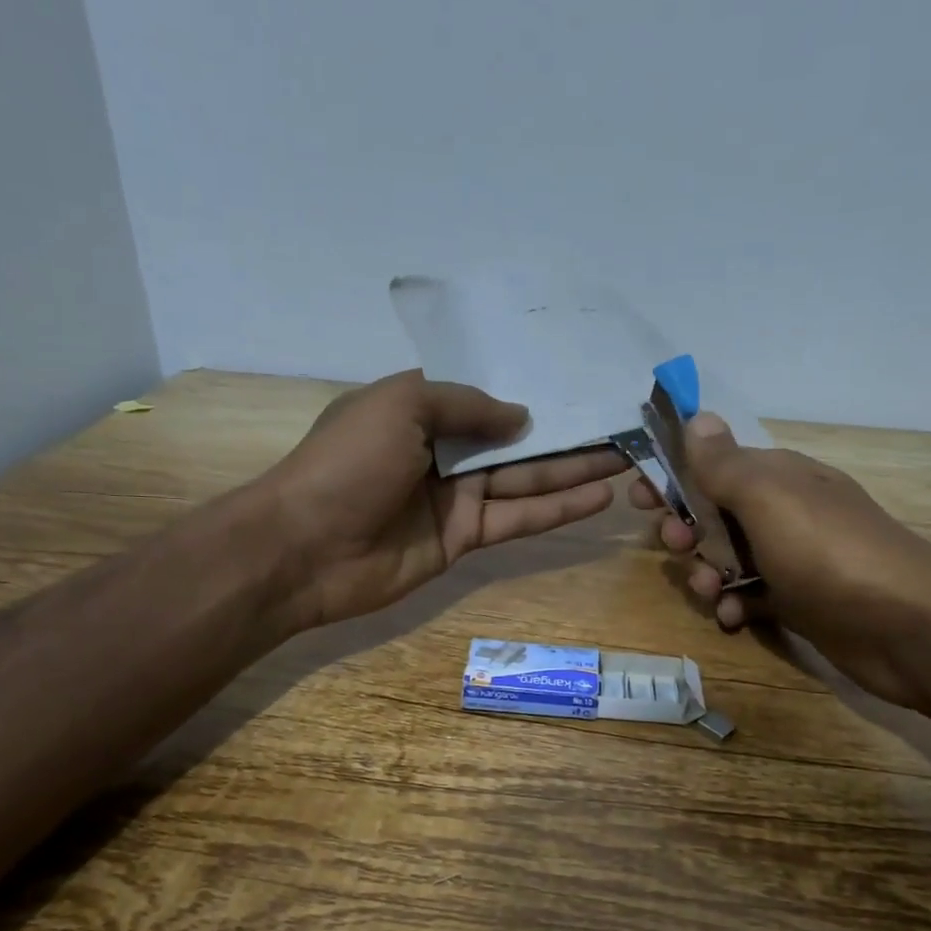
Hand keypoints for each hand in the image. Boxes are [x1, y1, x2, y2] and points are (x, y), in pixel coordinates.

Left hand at [264, 370, 625, 628]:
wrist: (303, 549)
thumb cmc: (347, 463)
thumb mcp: (400, 405)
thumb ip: (466, 404)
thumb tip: (522, 418)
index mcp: (420, 410)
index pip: (485, 395)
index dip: (530, 390)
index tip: (577, 382)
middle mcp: (442, 451)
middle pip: (515, 440)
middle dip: (566, 433)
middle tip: (621, 425)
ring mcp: (455, 498)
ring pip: (526, 480)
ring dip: (574, 470)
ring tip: (627, 457)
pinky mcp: (464, 539)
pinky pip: (517, 518)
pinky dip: (557, 510)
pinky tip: (599, 497)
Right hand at [631, 414, 930, 710]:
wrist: (907, 628)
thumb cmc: (828, 551)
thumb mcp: (768, 498)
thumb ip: (724, 462)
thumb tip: (696, 414)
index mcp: (778, 476)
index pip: (713, 463)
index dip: (672, 476)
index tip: (637, 498)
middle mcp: (784, 512)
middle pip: (715, 513)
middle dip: (687, 530)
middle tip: (679, 547)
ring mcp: (793, 559)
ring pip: (728, 559)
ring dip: (707, 574)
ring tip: (712, 594)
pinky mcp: (799, 602)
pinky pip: (751, 597)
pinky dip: (736, 607)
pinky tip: (735, 620)